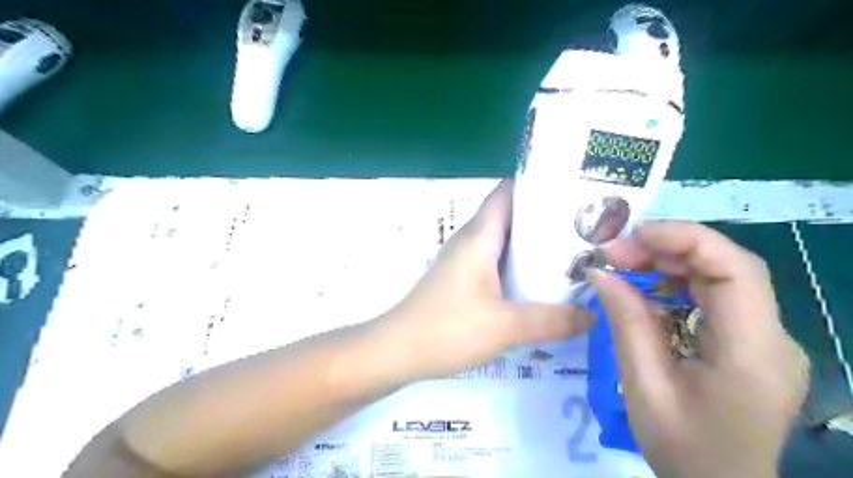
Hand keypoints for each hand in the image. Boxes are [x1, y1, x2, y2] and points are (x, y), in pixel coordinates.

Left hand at [376, 179, 594, 380]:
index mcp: (480, 236)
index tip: (575, 187)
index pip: (508, 192)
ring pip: (504, 240)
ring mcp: (464, 259)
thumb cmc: (448, 328)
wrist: (397, 350)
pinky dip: (519, 264)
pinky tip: (540, 280)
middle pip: (511, 214)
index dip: (539, 183)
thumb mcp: (506, 326)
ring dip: (533, 242)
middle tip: (586, 223)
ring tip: (573, 249)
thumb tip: (592, 315)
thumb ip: (553, 320)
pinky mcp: (462, 278)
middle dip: (546, 215)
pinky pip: (496, 261)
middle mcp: (471, 240)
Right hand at [591, 223, 807, 477]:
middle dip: (667, 250)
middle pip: (727, 267)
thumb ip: (626, 323)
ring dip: (670, 264)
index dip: (685, 240)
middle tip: (614, 253)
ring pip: (721, 278)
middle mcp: (773, 338)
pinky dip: (678, 285)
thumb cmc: (682, 448)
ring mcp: (766, 340)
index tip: (633, 236)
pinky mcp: (751, 343)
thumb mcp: (643, 385)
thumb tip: (600, 273)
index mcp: (753, 352)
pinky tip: (646, 291)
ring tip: (622, 265)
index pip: (736, 270)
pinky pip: (716, 298)